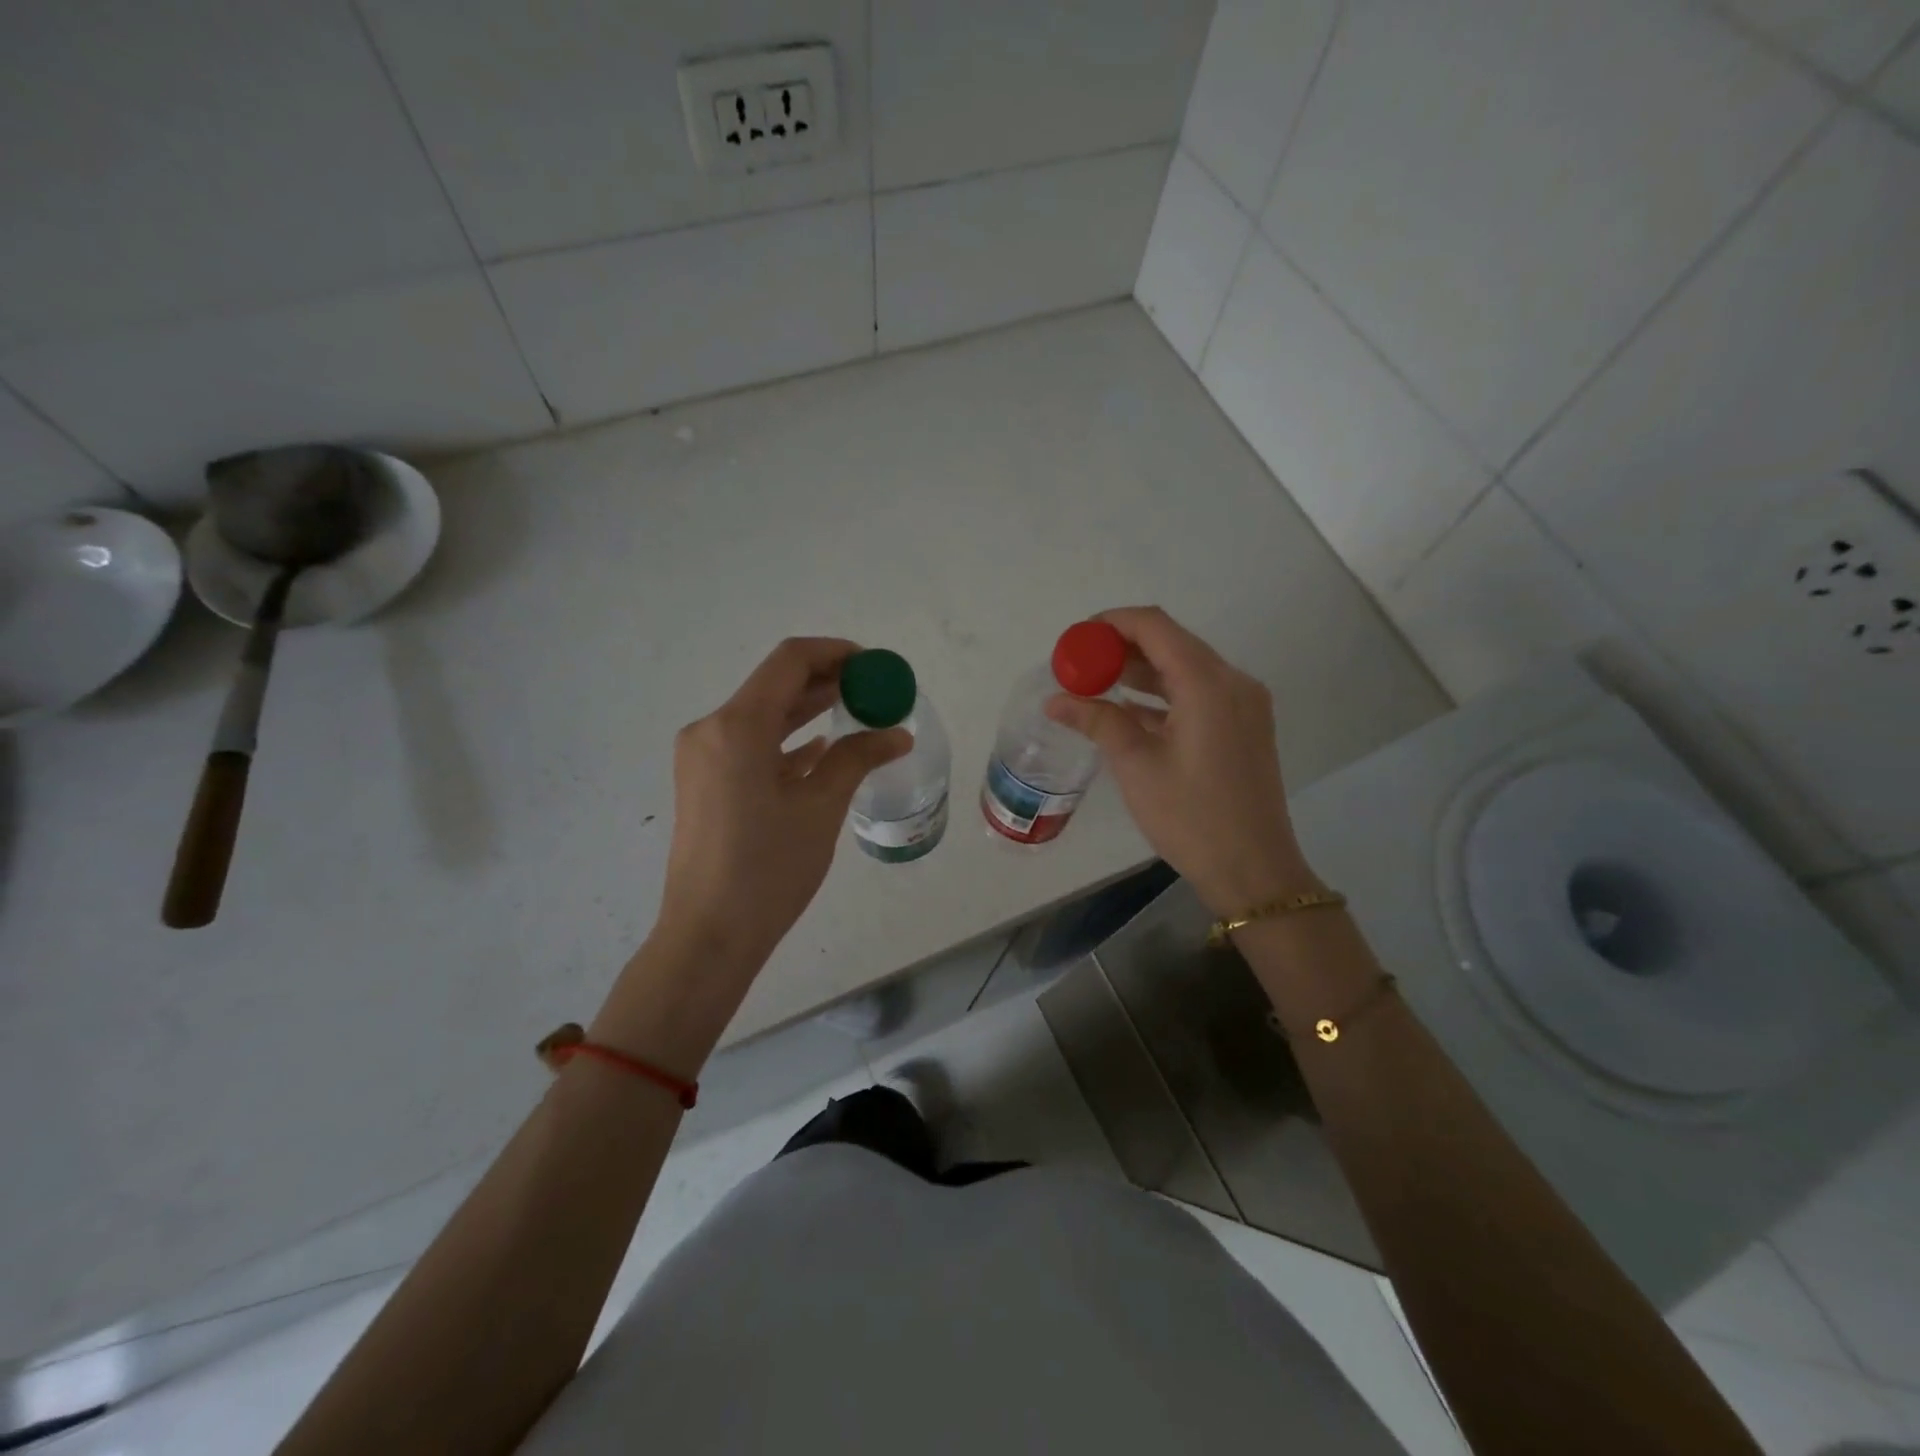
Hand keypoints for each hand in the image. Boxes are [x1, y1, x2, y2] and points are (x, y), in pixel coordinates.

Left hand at [656, 637, 910, 971]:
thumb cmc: (768, 869)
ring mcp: (703, 758)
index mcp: (736, 726)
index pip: (789, 661)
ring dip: (807, 710)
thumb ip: (857, 758)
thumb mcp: (820, 808)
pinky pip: (750, 746)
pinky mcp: (704, 783)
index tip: (874, 666)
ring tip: (856, 713)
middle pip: (774, 685)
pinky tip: (820, 749)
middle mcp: (711, 730)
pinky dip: (786, 741)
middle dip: (826, 682)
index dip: (835, 654)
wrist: (709, 935)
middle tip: (873, 690)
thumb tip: (897, 735)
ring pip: (762, 716)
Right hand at [1045, 606, 1317, 915]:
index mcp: (1208, 684)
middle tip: (1080, 666)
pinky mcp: (1244, 726)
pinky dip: (1163, 694)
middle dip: (1122, 648)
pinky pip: (1198, 694)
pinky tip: (1128, 711)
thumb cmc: (1191, 817)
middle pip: (1172, 642)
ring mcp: (1243, 704)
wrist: (1253, 870)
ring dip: (1142, 671)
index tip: (1076, 641)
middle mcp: (1232, 682)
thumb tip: (1055, 700)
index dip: (1111, 624)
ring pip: (1185, 668)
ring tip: (1096, 686)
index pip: (1155, 626)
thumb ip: (1097, 721)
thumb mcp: (1136, 766)